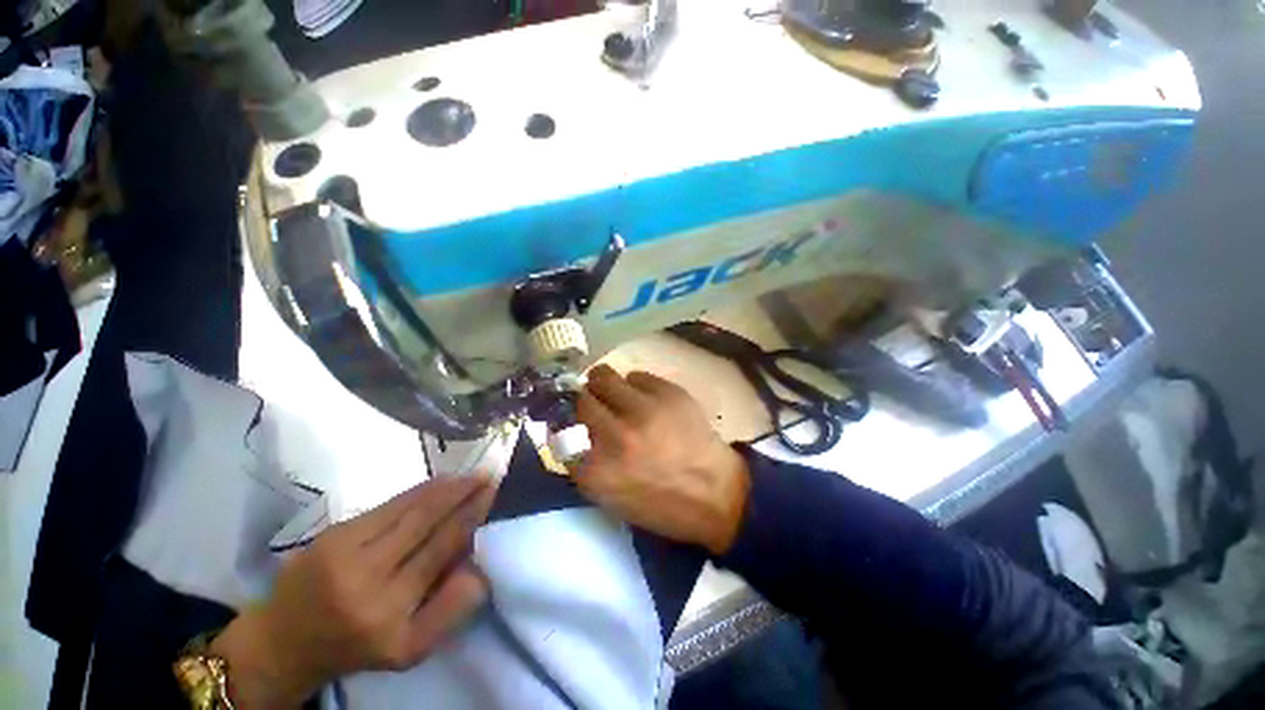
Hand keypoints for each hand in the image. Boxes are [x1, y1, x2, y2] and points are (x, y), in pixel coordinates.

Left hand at [210, 476, 496, 707]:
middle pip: (425, 521)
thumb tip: (481, 565)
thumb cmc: (357, 646)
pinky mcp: (333, 534)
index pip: (440, 551)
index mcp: (388, 613)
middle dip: (461, 492)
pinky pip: (388, 505)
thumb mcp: (409, 649)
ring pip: (407, 507)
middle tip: (488, 473)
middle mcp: (365, 578)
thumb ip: (449, 610)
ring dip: (443, 487)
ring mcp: (344, 551)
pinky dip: (419, 491)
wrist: (284, 640)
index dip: (470, 517)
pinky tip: (438, 483)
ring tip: (470, 474)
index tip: (493, 494)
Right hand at [576, 365, 749, 554]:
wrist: (715, 493)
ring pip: (604, 377)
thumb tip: (567, 430)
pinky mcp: (668, 393)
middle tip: (594, 403)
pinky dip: (635, 385)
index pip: (561, 430)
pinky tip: (645, 399)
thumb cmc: (661, 503)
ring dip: (604, 384)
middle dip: (584, 400)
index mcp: (597, 470)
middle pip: (581, 399)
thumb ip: (583, 465)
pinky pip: (637, 375)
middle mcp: (616, 435)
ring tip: (614, 393)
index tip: (571, 420)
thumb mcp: (610, 498)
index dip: (565, 422)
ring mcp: (644, 409)